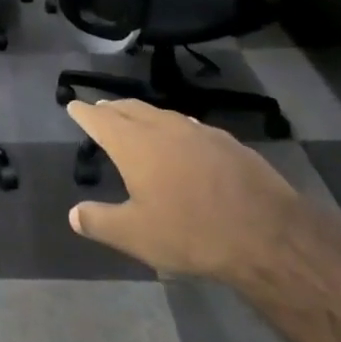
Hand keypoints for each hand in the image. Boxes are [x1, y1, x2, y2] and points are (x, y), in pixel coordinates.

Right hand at [66, 99, 299, 281]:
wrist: (267, 234)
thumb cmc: (190, 232)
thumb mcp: (136, 235)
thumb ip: (100, 222)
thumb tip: (74, 214)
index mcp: (133, 144)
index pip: (100, 119)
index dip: (84, 113)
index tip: (74, 106)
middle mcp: (162, 127)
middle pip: (129, 109)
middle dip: (112, 108)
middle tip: (101, 109)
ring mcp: (197, 131)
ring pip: (160, 113)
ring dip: (142, 114)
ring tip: (135, 119)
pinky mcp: (227, 142)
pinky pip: (189, 126)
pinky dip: (173, 127)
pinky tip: (181, 139)